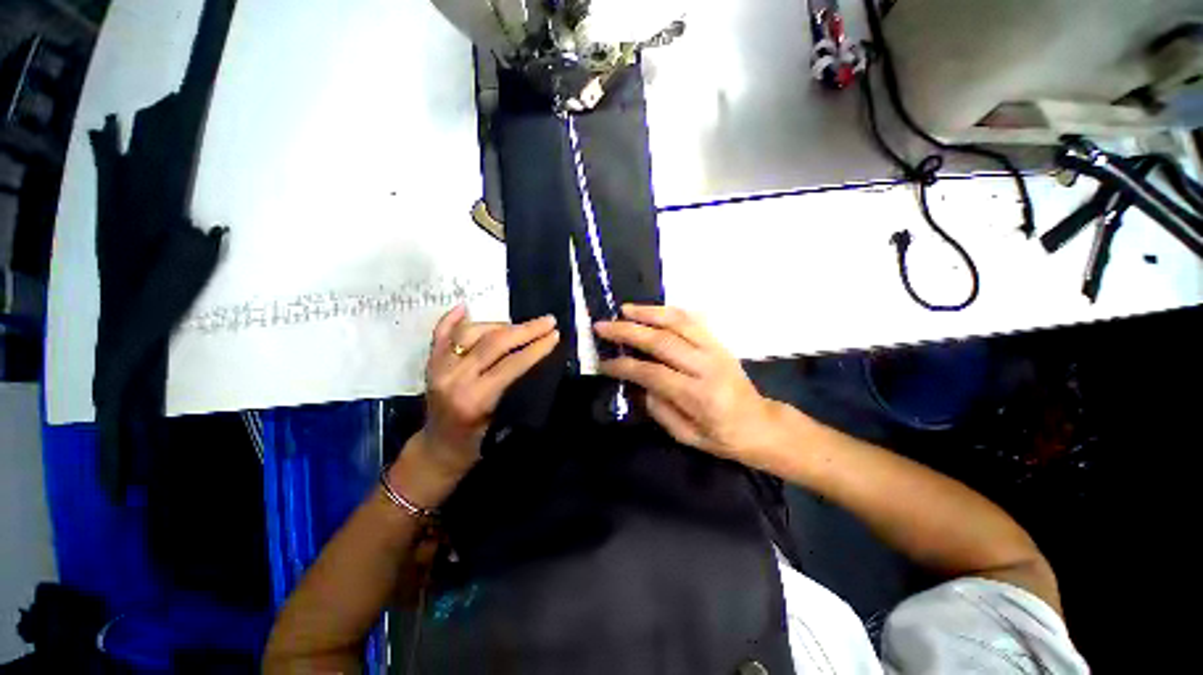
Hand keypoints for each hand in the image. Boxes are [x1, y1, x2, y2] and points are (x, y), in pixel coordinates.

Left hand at [392, 306, 558, 505]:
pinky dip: (452, 319)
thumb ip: (515, 388)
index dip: (536, 347)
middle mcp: (454, 378)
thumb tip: (534, 357)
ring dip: (499, 325)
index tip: (555, 335)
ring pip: (471, 333)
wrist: (437, 448)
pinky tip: (465, 307)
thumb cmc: (475, 442)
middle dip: (526, 329)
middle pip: (494, 342)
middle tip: (548, 321)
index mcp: (475, 399)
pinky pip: (440, 333)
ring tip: (519, 326)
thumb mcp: (502, 422)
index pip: (511, 364)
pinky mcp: (429, 363)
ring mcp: (438, 368)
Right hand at [595, 305, 785, 466]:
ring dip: (648, 313)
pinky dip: (669, 312)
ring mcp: (715, 349)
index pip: (652, 373)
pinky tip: (652, 311)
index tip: (603, 363)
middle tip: (603, 326)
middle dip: (628, 331)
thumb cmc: (722, 436)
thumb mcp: (686, 435)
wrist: (760, 423)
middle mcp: (706, 366)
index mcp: (698, 395)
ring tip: (624, 310)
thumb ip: (658, 409)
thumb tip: (637, 382)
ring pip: (678, 322)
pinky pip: (692, 320)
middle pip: (661, 341)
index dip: (624, 366)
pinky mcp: (719, 342)